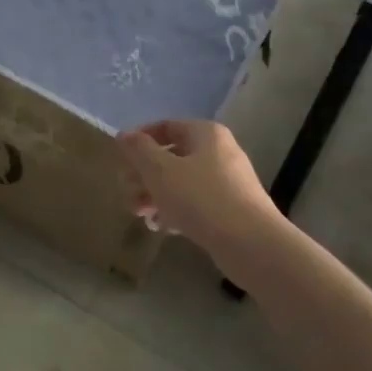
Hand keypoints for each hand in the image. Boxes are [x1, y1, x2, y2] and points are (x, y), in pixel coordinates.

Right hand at [117, 119, 274, 257]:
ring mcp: (228, 182)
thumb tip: (124, 135)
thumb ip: (138, 150)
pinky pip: (196, 203)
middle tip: (127, 193)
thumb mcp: (160, 171)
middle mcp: (219, 152)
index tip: (120, 159)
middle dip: (144, 175)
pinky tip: (161, 227)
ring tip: (140, 215)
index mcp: (205, 134)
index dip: (140, 140)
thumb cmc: (200, 198)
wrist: (251, 244)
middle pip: (172, 156)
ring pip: (182, 182)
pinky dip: (176, 210)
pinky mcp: (231, 209)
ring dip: (156, 195)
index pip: (166, 126)